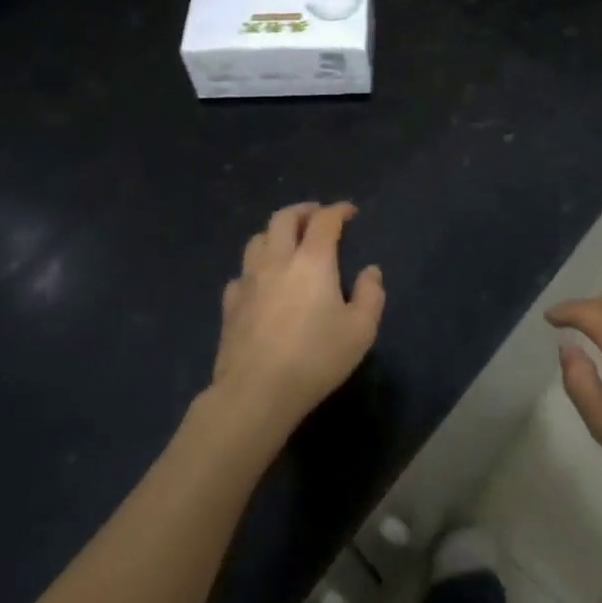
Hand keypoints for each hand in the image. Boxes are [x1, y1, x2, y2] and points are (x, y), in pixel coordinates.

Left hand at [211, 202, 383, 440]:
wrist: (256, 391)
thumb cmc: (316, 358)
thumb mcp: (361, 330)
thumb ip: (371, 295)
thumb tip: (370, 271)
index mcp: (313, 261)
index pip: (325, 220)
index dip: (338, 210)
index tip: (349, 211)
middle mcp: (277, 260)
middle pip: (284, 218)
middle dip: (303, 211)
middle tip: (316, 216)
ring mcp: (248, 280)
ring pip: (258, 239)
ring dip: (276, 233)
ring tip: (288, 242)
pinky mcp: (230, 304)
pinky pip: (242, 273)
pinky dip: (255, 268)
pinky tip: (261, 282)